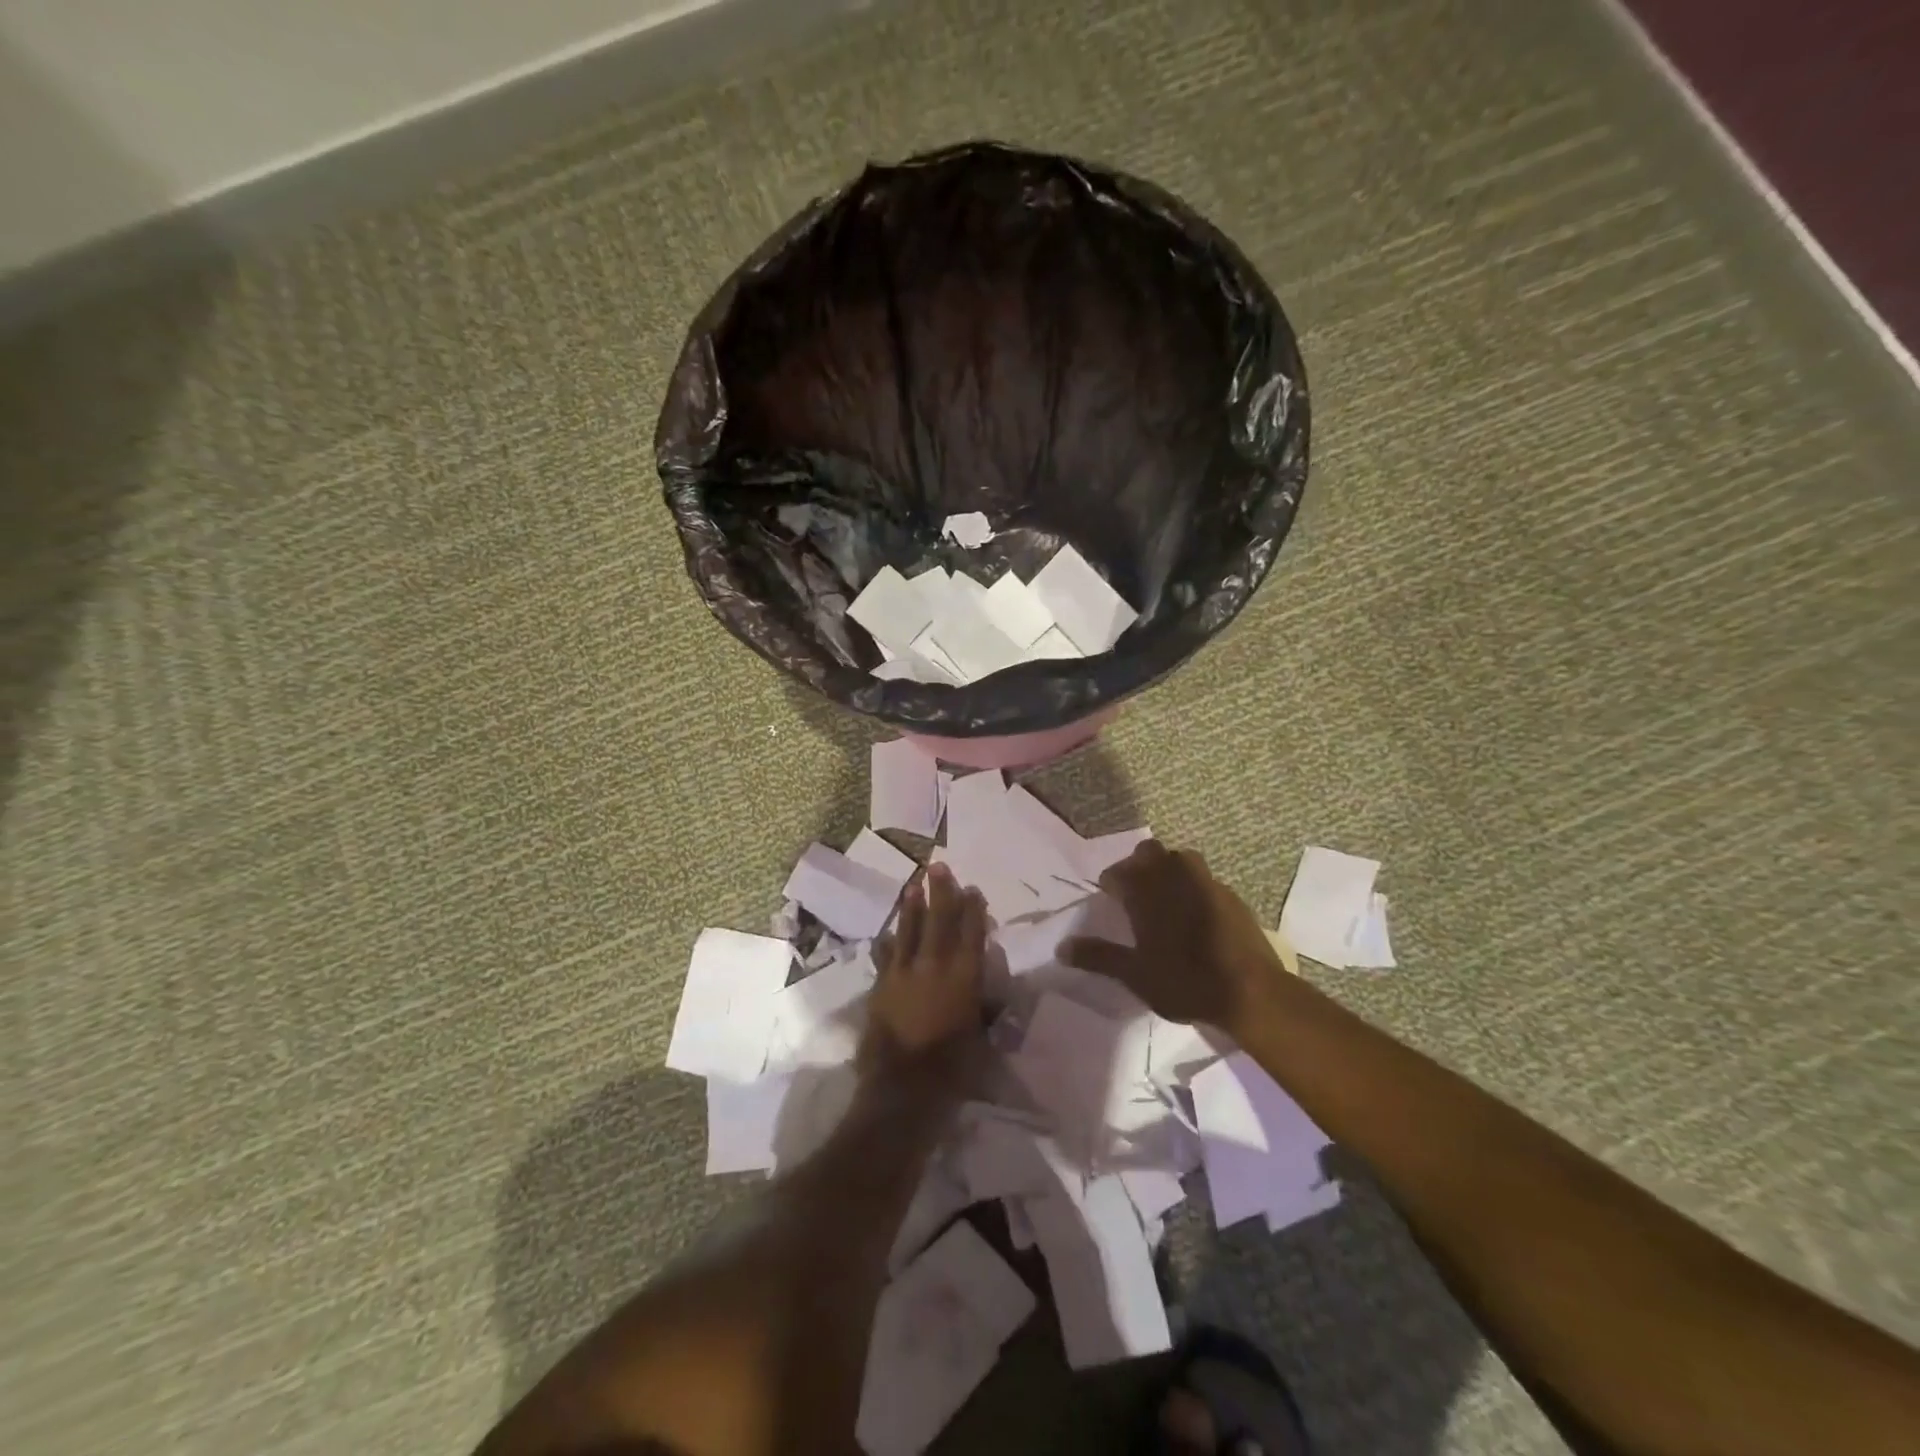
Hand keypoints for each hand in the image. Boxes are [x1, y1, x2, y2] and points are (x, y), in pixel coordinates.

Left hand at [863, 863, 987, 1074]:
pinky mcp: (882, 987)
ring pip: (909, 931)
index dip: (973, 910)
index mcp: (964, 977)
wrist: (903, 1088)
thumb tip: (988, 985)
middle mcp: (934, 967)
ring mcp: (904, 974)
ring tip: (913, 886)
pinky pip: (886, 956)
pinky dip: (889, 942)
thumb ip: (985, 1005)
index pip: (972, 934)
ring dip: (912, 908)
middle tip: (938, 866)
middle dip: (941, 892)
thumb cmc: (953, 1068)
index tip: (973, 889)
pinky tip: (888, 933)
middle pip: (939, 921)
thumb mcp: (982, 1036)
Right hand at [1064, 840, 1283, 1036]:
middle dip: (1139, 865)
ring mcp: (1207, 884)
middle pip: (1151, 852)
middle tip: (1135, 892)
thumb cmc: (1184, 981)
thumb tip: (1061, 948)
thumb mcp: (1134, 974)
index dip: (1111, 881)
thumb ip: (1098, 956)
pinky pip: (1205, 880)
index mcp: (1147, 892)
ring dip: (1169, 870)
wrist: (1250, 993)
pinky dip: (1194, 888)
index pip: (1119, 871)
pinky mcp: (1232, 897)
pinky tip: (1195, 915)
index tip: (1108, 896)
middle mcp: (1175, 877)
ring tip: (1165, 898)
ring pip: (1182, 859)